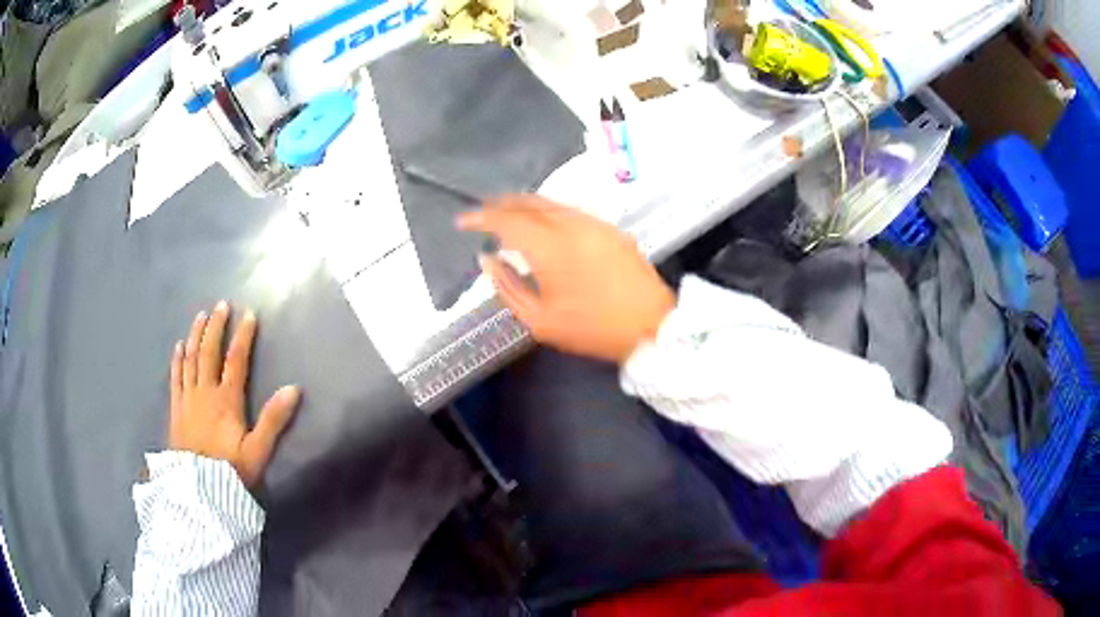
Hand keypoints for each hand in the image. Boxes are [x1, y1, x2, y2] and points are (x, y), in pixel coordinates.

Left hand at [169, 301, 300, 487]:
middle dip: (216, 327)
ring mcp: (188, 398)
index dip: (243, 336)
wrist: (197, 490)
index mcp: (227, 400)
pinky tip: (178, 346)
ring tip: (200, 316)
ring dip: (195, 335)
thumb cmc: (231, 472)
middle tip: (221, 305)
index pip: (236, 360)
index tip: (249, 314)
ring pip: (190, 359)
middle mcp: (205, 391)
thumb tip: (294, 389)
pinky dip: (177, 359)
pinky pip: (175, 377)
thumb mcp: (258, 451)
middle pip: (209, 352)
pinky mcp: (176, 409)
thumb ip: (274, 420)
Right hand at [459, 195, 674, 363]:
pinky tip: (543, 226)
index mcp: (550, 247)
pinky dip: (548, 212)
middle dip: (500, 205)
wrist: (651, 325)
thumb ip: (507, 287)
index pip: (506, 220)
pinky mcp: (610, 228)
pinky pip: (571, 210)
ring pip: (551, 202)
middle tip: (482, 215)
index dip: (480, 217)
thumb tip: (488, 259)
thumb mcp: (539, 321)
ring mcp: (594, 223)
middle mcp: (571, 224)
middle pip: (528, 202)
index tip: (462, 222)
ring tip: (508, 218)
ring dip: (524, 206)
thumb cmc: (592, 329)